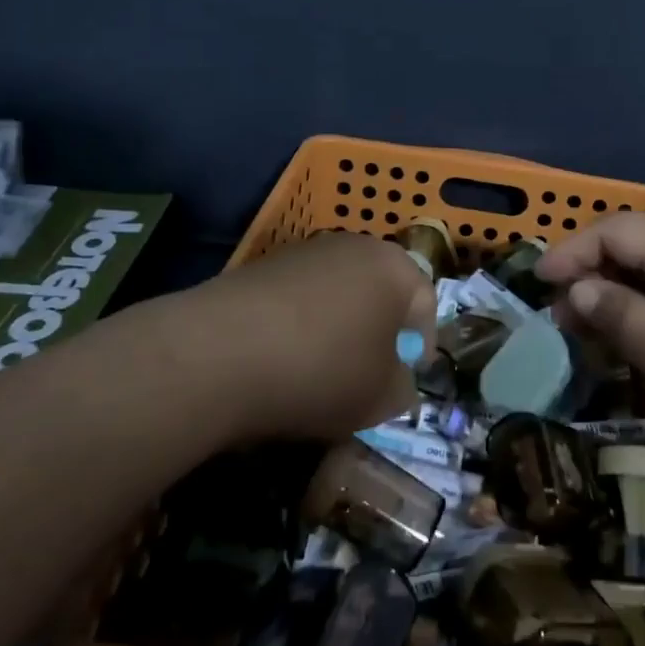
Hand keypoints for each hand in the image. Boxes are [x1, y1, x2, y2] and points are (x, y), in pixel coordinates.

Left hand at [161, 231, 434, 442]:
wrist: (218, 353)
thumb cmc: (322, 370)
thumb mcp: (382, 398)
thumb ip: (404, 387)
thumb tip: (396, 379)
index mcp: (394, 267)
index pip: (426, 303)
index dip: (420, 346)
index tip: (403, 380)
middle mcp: (354, 247)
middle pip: (380, 293)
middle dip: (378, 333)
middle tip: (366, 375)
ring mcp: (304, 252)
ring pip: (338, 294)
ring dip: (338, 328)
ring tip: (319, 371)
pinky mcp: (261, 266)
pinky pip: (298, 299)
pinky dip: (299, 325)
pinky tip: (281, 360)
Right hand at [538, 215, 644, 486]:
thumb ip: (618, 313)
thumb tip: (580, 289)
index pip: (615, 230)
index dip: (571, 253)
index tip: (536, 285)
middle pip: (636, 247)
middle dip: (592, 277)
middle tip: (557, 319)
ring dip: (618, 298)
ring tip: (584, 334)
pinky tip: (630, 342)